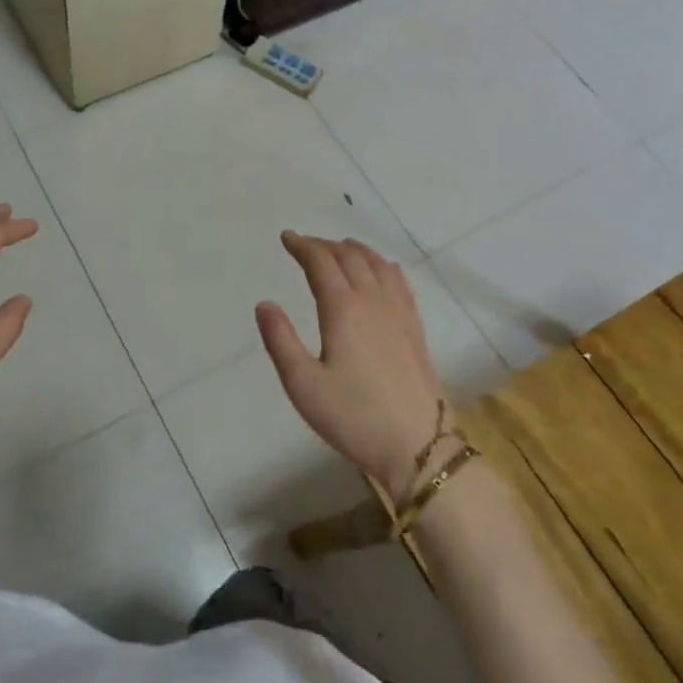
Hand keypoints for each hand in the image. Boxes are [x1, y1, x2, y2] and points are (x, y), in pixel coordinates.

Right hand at [256, 231, 449, 493]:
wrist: (418, 445)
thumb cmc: (353, 416)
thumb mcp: (302, 384)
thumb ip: (280, 340)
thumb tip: (264, 304)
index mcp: (343, 310)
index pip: (321, 263)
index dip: (303, 246)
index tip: (286, 237)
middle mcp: (373, 302)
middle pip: (350, 258)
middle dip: (325, 245)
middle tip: (305, 245)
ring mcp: (399, 313)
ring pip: (377, 265)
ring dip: (355, 250)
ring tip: (340, 247)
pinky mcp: (416, 329)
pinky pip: (399, 282)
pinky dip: (383, 266)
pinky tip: (383, 270)